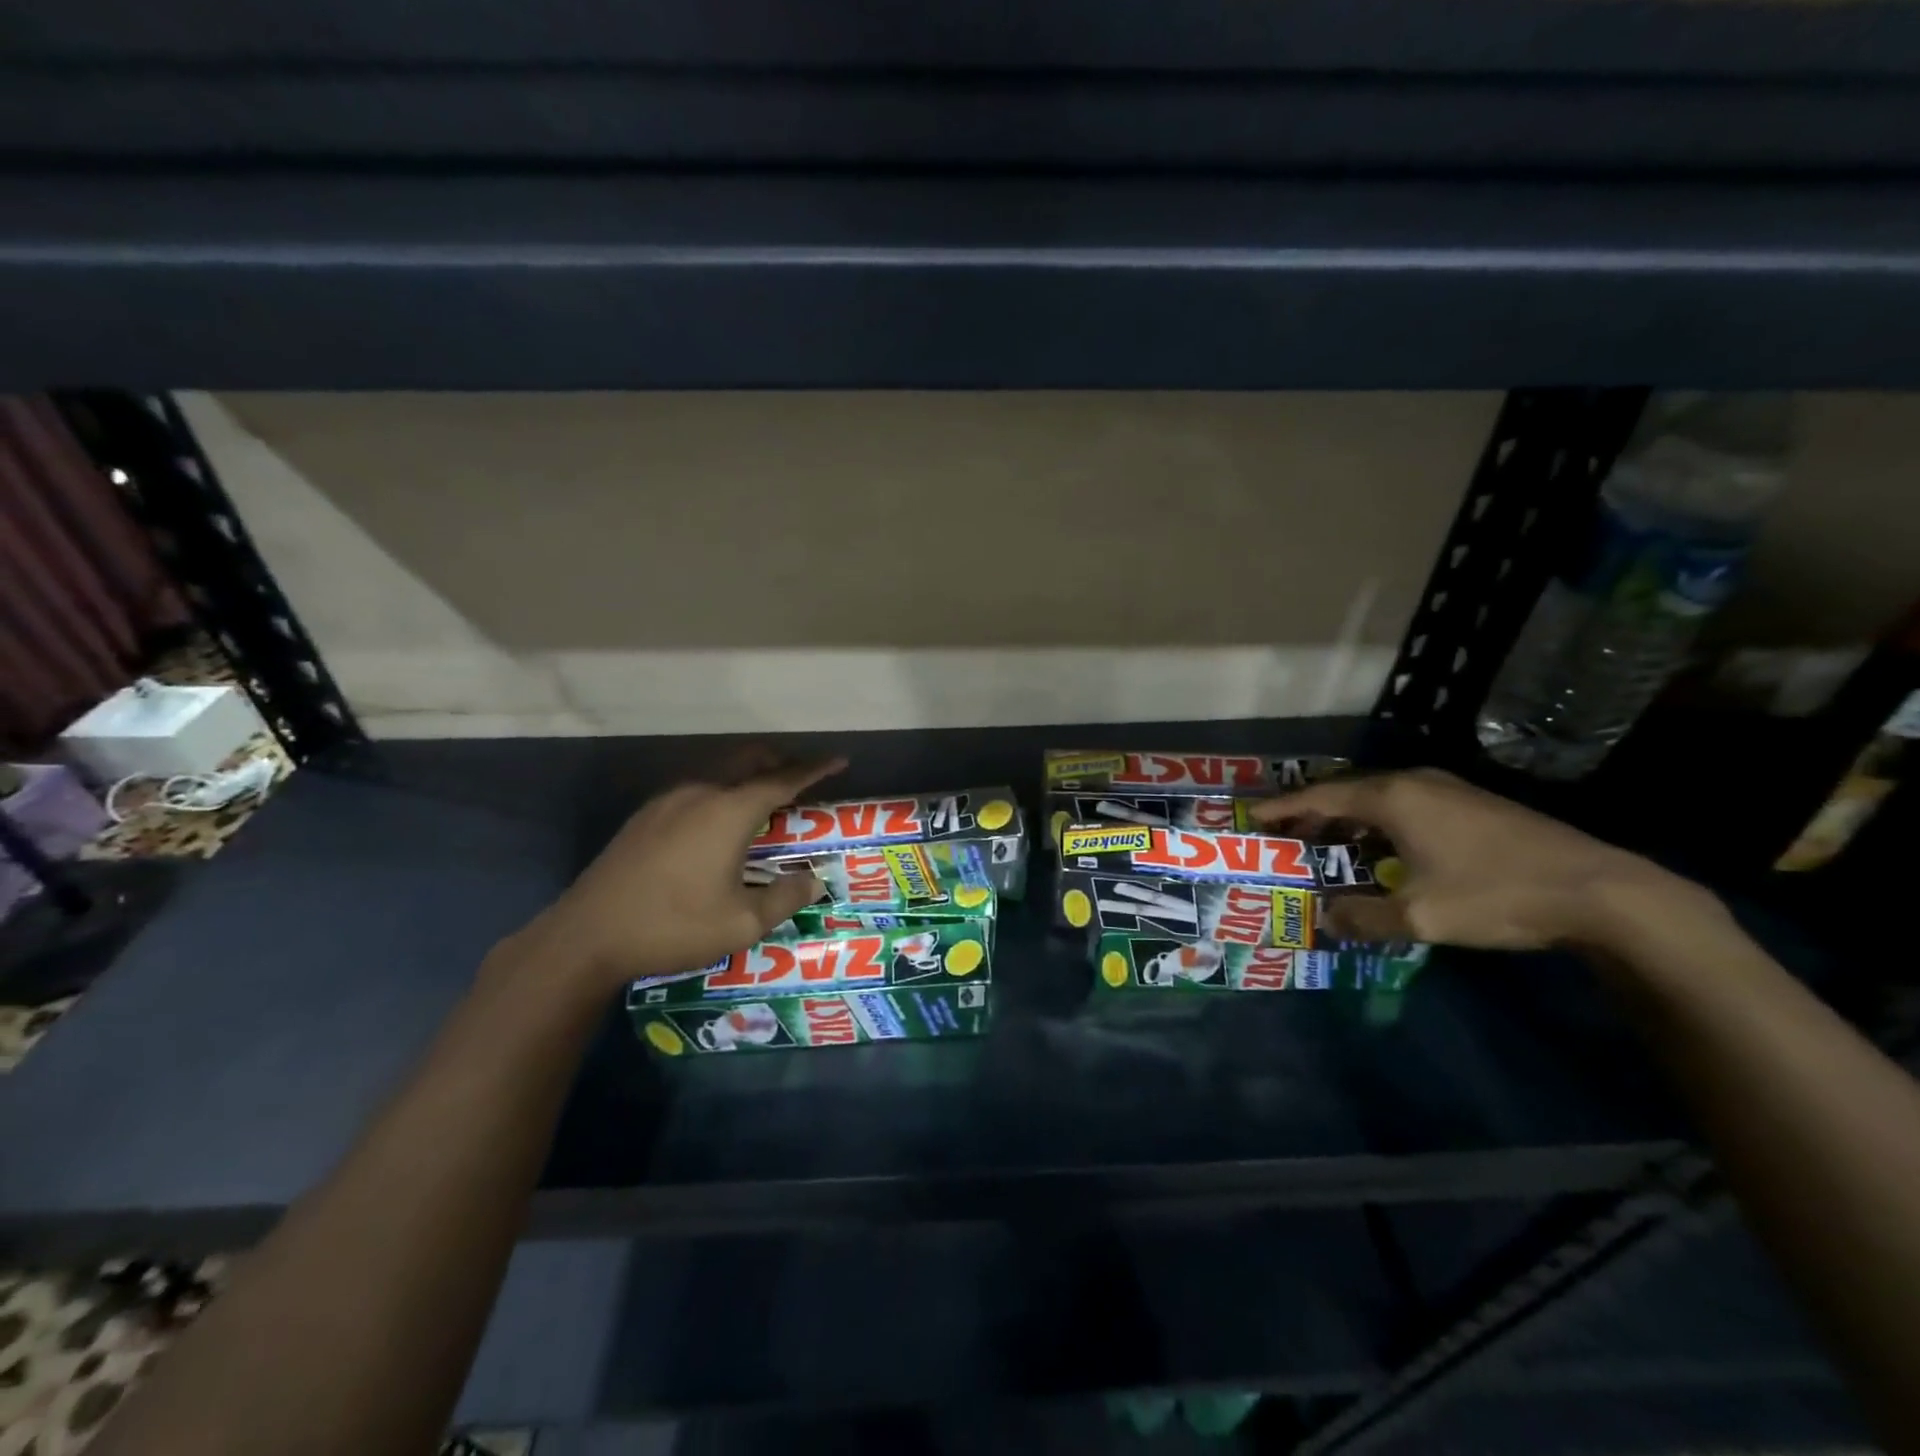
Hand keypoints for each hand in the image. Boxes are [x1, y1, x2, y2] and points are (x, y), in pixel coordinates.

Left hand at [511, 756, 845, 989]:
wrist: (587, 936)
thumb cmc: (673, 926)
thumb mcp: (743, 923)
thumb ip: (785, 897)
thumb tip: (814, 880)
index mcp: (729, 811)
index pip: (783, 779)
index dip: (815, 769)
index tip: (839, 760)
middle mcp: (700, 793)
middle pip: (747, 760)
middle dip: (779, 761)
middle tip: (802, 776)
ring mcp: (667, 802)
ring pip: (718, 771)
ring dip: (747, 775)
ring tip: (764, 799)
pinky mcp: (645, 817)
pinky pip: (695, 789)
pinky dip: (721, 791)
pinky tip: (718, 823)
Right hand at [1251, 768, 1696, 950]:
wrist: (1602, 891)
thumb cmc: (1496, 894)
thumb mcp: (1420, 916)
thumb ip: (1363, 917)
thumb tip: (1325, 918)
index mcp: (1393, 798)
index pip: (1320, 797)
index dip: (1283, 809)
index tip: (1252, 816)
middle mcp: (1416, 782)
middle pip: (1347, 791)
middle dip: (1312, 812)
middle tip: (1284, 834)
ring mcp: (1449, 789)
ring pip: (1379, 797)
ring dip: (1347, 817)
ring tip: (1326, 841)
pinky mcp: (1475, 804)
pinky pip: (1407, 804)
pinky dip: (1378, 820)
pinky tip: (1382, 847)